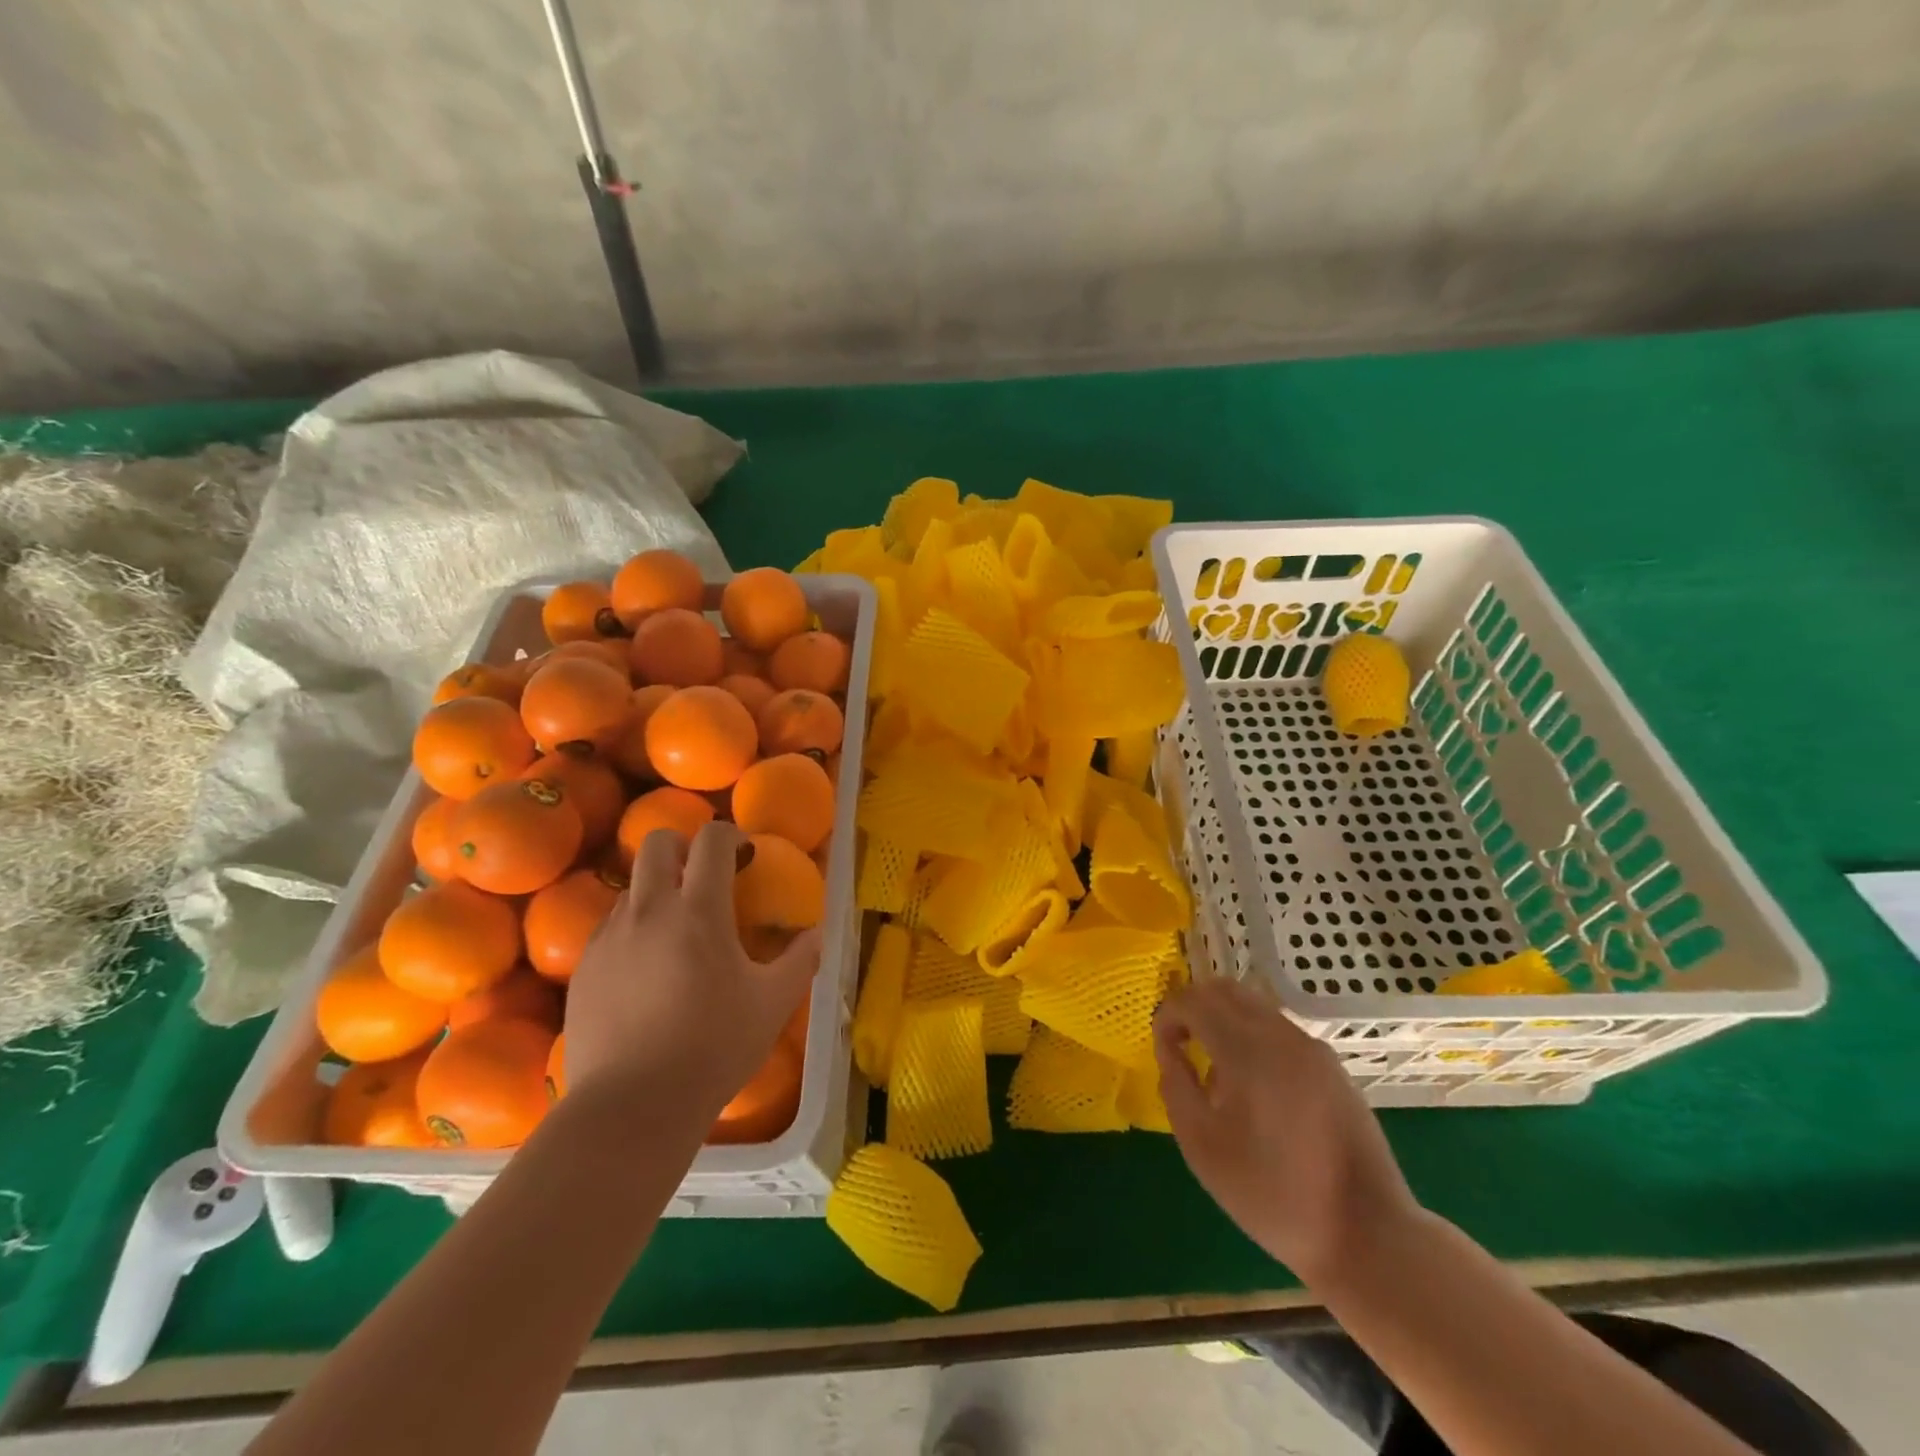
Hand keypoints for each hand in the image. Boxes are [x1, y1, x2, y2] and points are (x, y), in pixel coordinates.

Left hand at [563, 821, 820, 1127]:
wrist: (631, 1107)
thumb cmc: (713, 1049)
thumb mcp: (772, 1003)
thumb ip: (800, 959)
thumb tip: (816, 933)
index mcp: (698, 910)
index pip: (711, 839)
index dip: (732, 836)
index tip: (746, 858)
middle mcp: (649, 910)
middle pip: (657, 843)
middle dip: (684, 847)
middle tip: (705, 880)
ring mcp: (609, 938)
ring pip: (632, 886)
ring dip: (657, 892)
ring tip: (676, 934)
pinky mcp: (584, 968)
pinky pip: (610, 927)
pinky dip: (633, 930)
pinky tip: (647, 972)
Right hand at [1154, 977, 1419, 1286]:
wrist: (1368, 1234)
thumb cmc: (1273, 1194)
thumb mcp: (1203, 1146)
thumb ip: (1176, 1086)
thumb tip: (1169, 1049)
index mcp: (1246, 1049)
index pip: (1193, 1000)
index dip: (1167, 1015)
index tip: (1163, 1048)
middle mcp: (1281, 1034)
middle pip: (1224, 989)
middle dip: (1194, 1007)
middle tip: (1181, 1044)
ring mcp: (1312, 1047)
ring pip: (1253, 1005)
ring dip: (1223, 1020)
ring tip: (1216, 1070)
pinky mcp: (1332, 1066)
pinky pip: (1278, 1029)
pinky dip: (1252, 1036)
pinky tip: (1254, 1087)